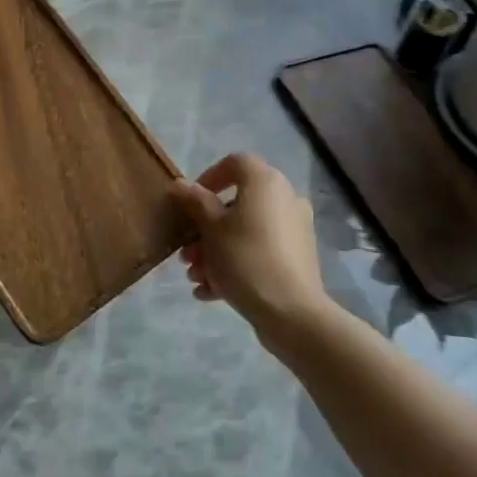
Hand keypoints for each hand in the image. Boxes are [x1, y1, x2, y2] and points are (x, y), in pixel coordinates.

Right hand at [171, 154, 333, 344]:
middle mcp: (285, 199)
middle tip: (186, 253)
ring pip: (245, 232)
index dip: (208, 178)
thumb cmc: (245, 259)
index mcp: (266, 182)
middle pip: (236, 204)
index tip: (189, 204)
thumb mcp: (211, 229)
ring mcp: (294, 230)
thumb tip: (180, 184)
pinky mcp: (296, 258)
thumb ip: (194, 202)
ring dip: (215, 251)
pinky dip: (235, 265)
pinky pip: (259, 252)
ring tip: (195, 278)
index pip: (235, 163)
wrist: (291, 313)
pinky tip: (210, 292)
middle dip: (205, 229)